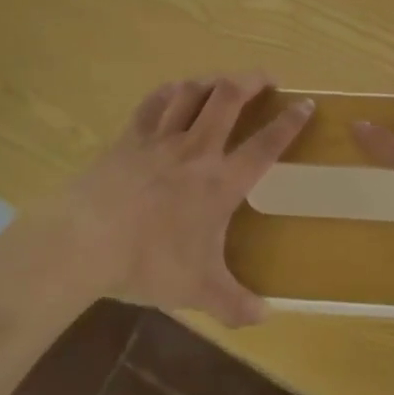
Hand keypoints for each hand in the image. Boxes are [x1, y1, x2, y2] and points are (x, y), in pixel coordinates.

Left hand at [28, 74, 313, 327]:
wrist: (88, 241)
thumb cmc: (148, 263)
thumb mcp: (197, 290)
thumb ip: (235, 304)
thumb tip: (266, 317)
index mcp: (220, 183)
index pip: (264, 145)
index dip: (289, 122)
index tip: (305, 102)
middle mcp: (196, 150)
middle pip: (229, 98)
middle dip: (251, 80)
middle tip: (265, 78)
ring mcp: (161, 138)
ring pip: (192, 92)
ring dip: (212, 81)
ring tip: (223, 81)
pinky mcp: (131, 136)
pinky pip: (154, 102)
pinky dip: (170, 91)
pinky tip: (176, 90)